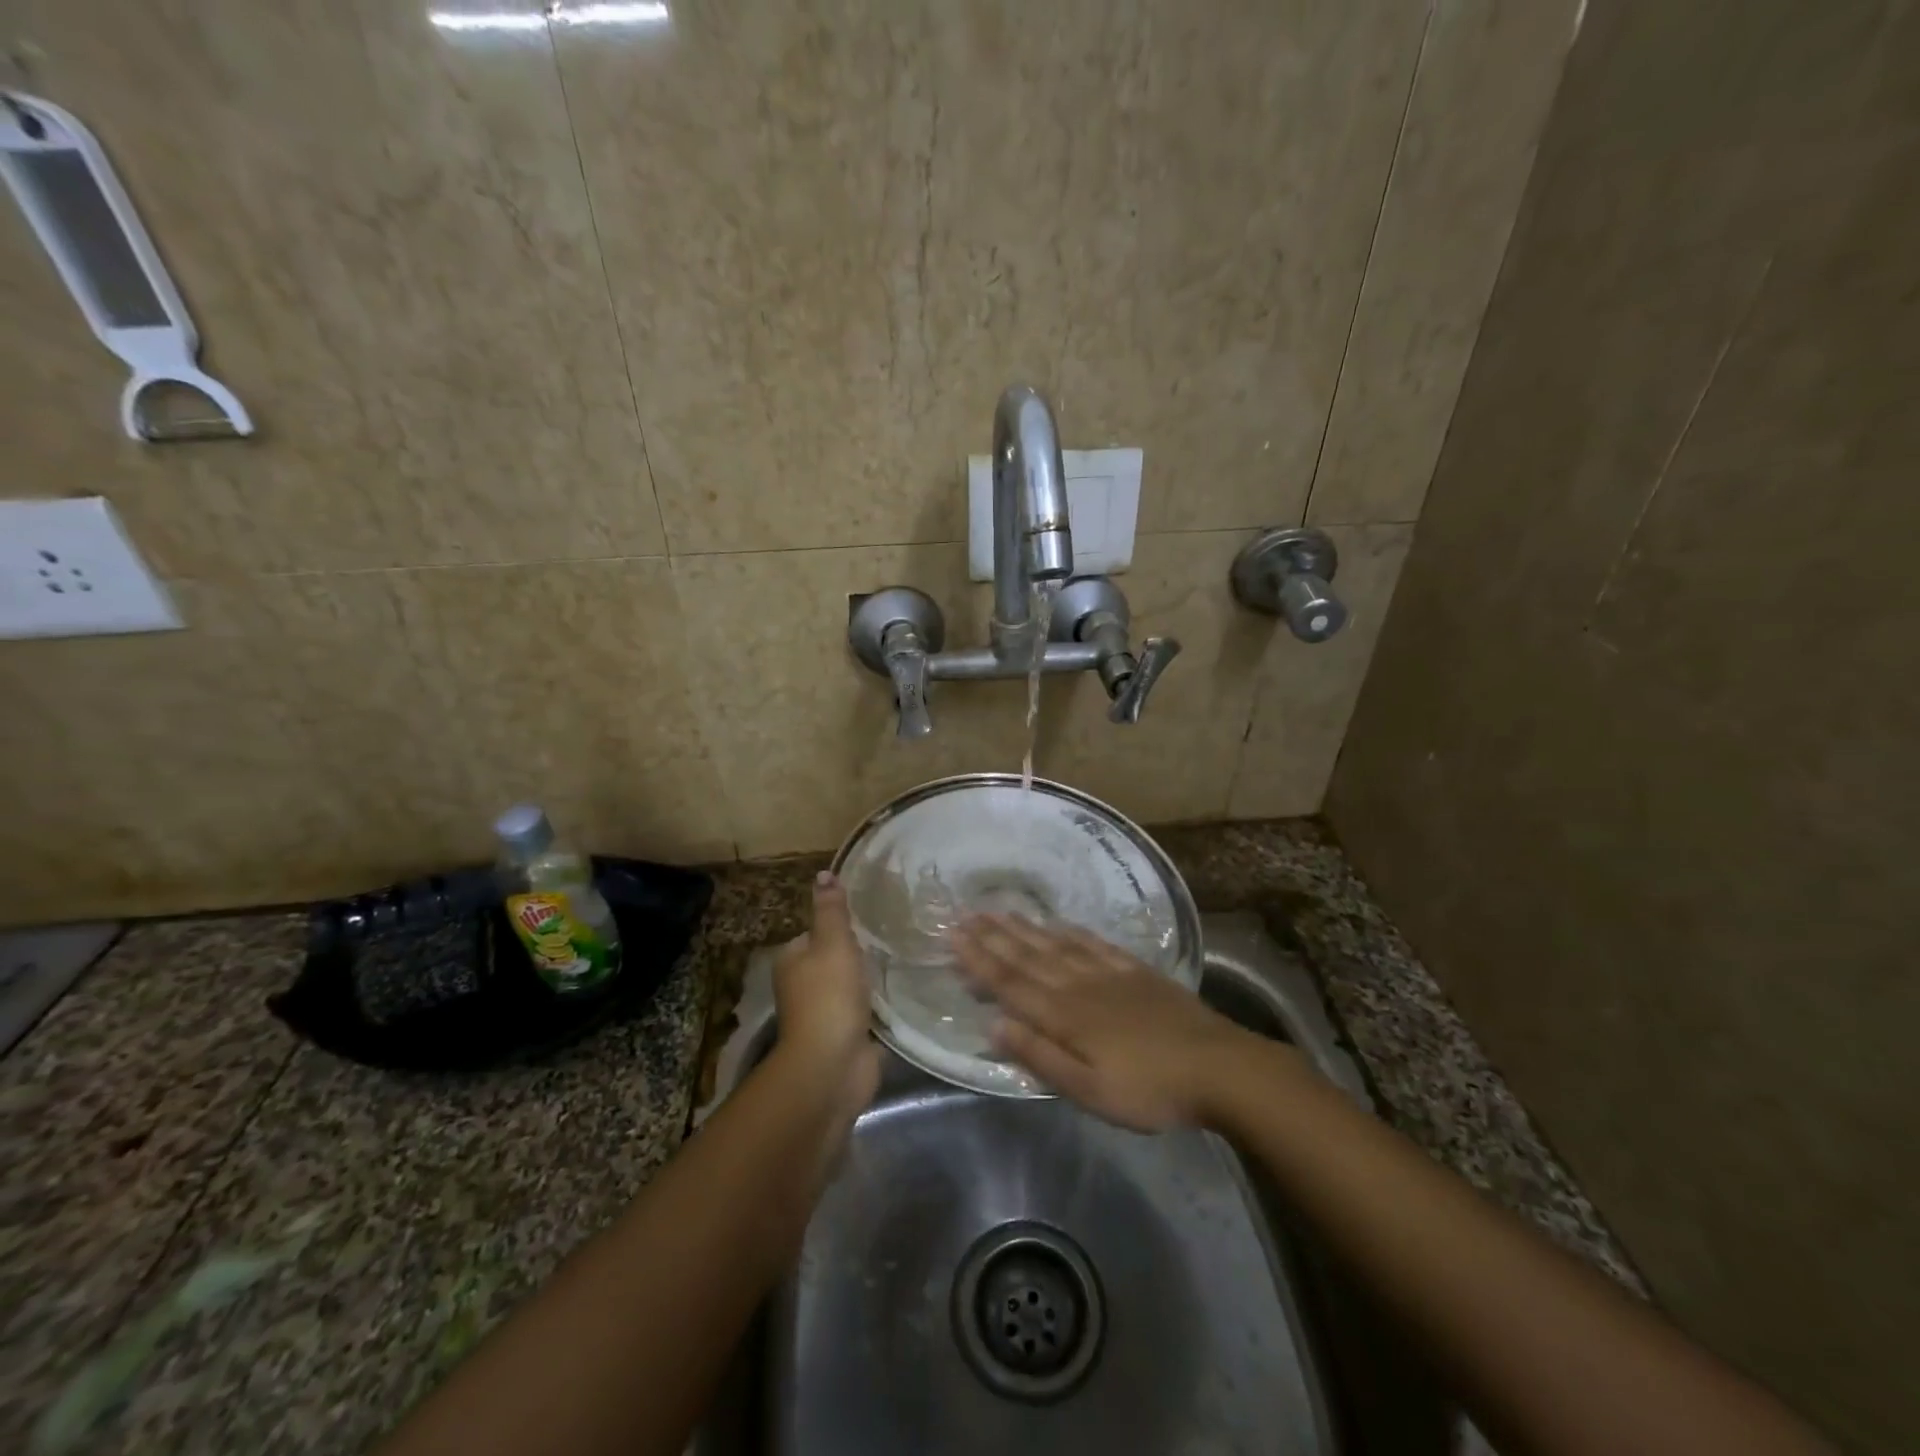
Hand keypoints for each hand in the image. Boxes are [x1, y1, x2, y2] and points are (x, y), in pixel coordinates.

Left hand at [773, 872, 880, 1107]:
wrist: (832, 1065)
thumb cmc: (829, 997)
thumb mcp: (832, 942)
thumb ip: (831, 910)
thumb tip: (823, 874)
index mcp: (792, 961)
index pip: (816, 933)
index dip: (840, 926)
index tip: (871, 918)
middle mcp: (802, 986)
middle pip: (834, 960)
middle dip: (858, 953)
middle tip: (893, 938)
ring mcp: (824, 1014)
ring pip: (850, 986)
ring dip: (870, 980)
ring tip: (902, 961)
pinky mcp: (845, 1035)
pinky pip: (864, 1011)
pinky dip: (878, 1004)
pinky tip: (901, 993)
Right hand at [954, 915, 1257, 1132]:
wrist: (1218, 1066)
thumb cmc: (1149, 1089)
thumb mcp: (1089, 1090)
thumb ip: (1040, 1056)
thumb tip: (993, 1025)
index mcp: (1064, 1015)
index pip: (1010, 983)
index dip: (979, 960)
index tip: (953, 937)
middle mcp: (1079, 985)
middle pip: (1028, 957)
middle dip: (993, 936)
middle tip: (964, 914)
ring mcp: (1109, 974)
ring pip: (1056, 945)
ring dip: (1024, 929)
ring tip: (999, 911)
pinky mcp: (1136, 971)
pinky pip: (1095, 944)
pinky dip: (1072, 932)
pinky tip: (1060, 924)